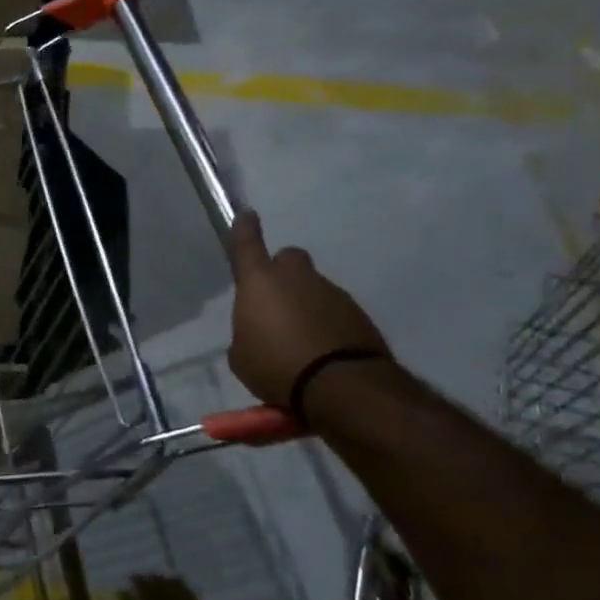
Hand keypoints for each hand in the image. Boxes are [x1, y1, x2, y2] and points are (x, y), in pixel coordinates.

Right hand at [227, 212, 389, 408]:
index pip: (247, 244)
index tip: (247, 214)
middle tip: (277, 299)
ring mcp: (331, 292)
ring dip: (305, 302)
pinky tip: (322, 350)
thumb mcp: (242, 357)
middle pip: (288, 258)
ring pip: (313, 286)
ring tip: (300, 338)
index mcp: (260, 282)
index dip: (244, 228)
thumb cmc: (277, 366)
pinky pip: (334, 309)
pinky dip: (327, 322)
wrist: (342, 385)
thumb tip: (255, 332)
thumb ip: (245, 335)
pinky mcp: (357, 313)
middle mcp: (296, 278)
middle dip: (282, 272)